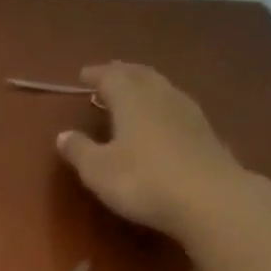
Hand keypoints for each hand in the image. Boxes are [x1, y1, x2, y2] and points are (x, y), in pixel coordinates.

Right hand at [55, 63, 251, 238]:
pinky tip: (160, 117)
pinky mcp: (204, 131)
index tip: (82, 74)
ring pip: (161, 87)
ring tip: (131, 94)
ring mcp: (187, 111)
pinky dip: (161, 104)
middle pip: (140, 74)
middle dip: (121, 73)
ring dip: (144, 85)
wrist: (208, 198)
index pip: (111, 76)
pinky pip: (176, 105)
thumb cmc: (142, 181)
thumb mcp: (98, 170)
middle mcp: (161, 95)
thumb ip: (79, 150)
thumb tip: (63, 135)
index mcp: (132, 99)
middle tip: (107, 76)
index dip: (95, 74)